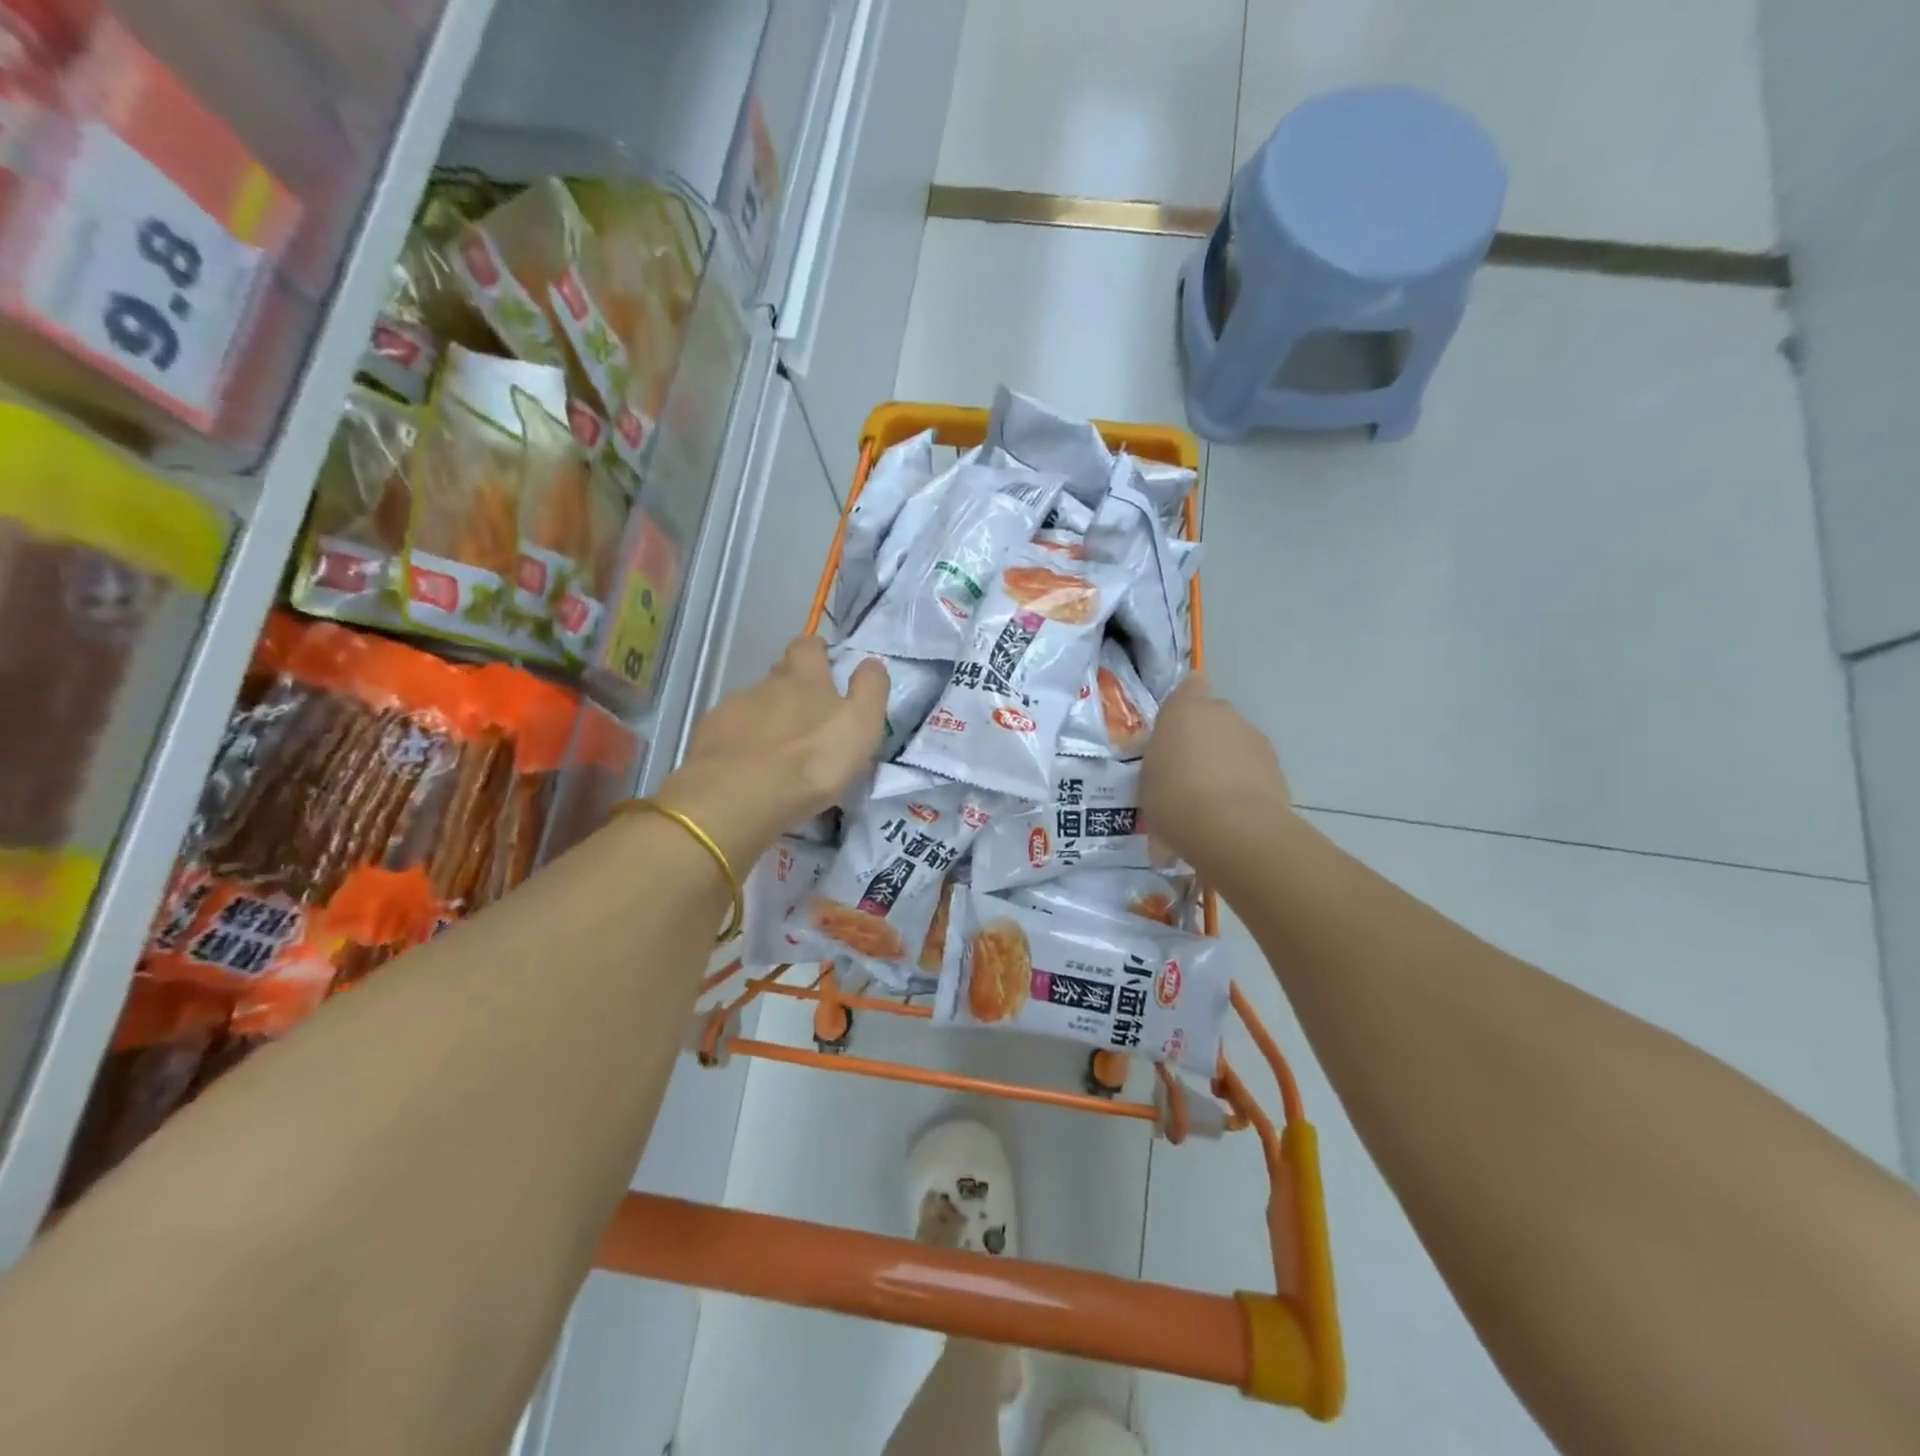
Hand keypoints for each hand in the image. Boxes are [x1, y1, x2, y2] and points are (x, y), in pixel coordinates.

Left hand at [656, 636, 887, 864]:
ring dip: (767, 721)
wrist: (737, 798)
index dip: (817, 653)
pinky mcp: (707, 739)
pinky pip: (728, 733)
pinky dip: (740, 744)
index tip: (826, 667)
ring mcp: (731, 710)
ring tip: (778, 753)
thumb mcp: (861, 725)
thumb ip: (870, 689)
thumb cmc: (812, 760)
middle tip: (808, 719)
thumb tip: (871, 662)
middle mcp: (765, 684)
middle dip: (792, 689)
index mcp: (804, 677)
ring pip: (753, 706)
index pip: (808, 646)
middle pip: (779, 675)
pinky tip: (749, 768)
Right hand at [1140, 673, 1291, 868]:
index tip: (1177, 727)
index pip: (1189, 687)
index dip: (1186, 703)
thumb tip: (1170, 766)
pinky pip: (1252, 769)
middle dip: (1202, 740)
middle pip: (1212, 719)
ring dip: (1224, 764)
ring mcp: (1253, 738)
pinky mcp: (1276, 766)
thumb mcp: (1147, 780)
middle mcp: (1222, 713)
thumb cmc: (1173, 797)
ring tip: (1208, 802)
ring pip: (1234, 744)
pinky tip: (1230, 814)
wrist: (1231, 828)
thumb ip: (1160, 763)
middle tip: (1186, 773)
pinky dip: (1243, 784)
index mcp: (1184, 709)